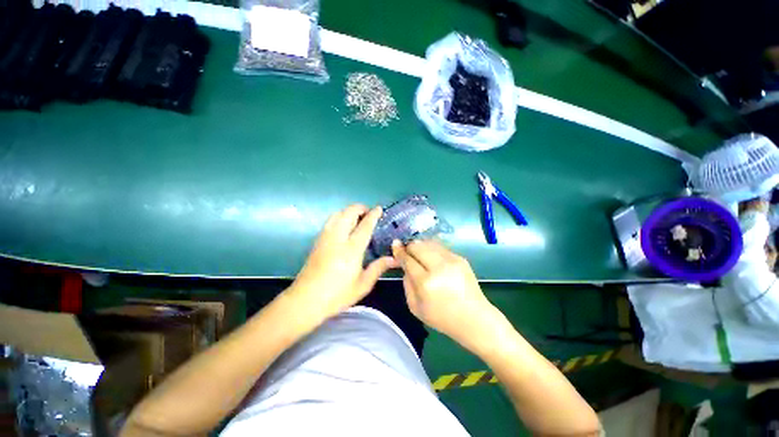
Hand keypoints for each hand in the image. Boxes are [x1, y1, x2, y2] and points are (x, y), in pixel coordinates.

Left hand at [288, 204, 396, 319]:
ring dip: (348, 211)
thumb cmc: (337, 295)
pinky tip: (344, 227)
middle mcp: (337, 238)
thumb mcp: (362, 285)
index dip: (373, 215)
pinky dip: (340, 217)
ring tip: (357, 218)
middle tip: (369, 214)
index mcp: (351, 249)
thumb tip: (393, 258)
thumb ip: (378, 268)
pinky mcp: (317, 241)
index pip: (364, 226)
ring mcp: (325, 238)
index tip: (379, 208)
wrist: (305, 300)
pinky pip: (330, 221)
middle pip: (348, 213)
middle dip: (359, 208)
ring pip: (337, 214)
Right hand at [392, 240, 497, 350]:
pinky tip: (432, 259)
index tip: (395, 245)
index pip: (408, 259)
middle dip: (409, 247)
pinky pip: (440, 247)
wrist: (474, 319)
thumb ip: (407, 283)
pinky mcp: (460, 258)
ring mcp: (452, 260)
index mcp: (426, 282)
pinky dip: (432, 250)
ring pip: (429, 242)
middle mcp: (439, 267)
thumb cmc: (442, 318)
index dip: (399, 251)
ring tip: (420, 255)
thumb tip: (405, 264)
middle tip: (408, 253)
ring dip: (421, 246)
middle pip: (418, 245)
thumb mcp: (415, 307)